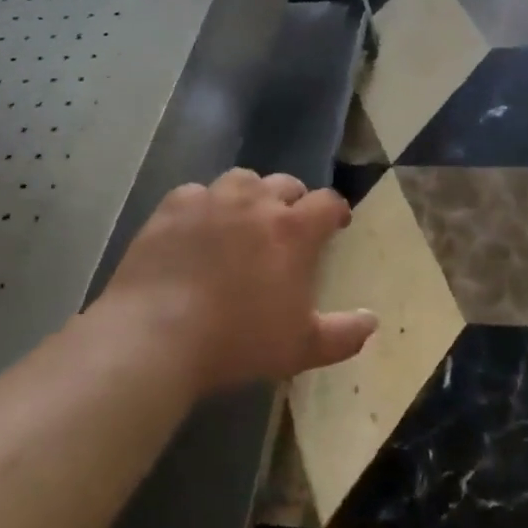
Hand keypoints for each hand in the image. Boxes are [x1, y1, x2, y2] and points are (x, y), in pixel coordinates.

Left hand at [97, 169, 375, 394]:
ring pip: (243, 179)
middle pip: (286, 184)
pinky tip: (197, 228)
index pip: (328, 202)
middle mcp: (257, 202)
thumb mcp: (300, 347)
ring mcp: (212, 199)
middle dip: (294, 200)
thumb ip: (343, 334)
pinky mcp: (173, 207)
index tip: (336, 224)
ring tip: (244, 219)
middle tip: (288, 226)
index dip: (336, 210)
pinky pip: (197, 193)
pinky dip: (204, 205)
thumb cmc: (237, 341)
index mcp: (293, 229)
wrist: (155, 335)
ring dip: (251, 195)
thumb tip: (373, 321)